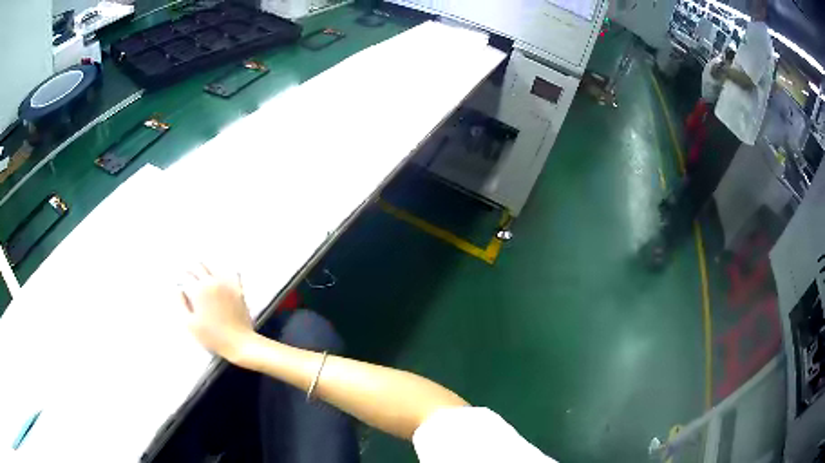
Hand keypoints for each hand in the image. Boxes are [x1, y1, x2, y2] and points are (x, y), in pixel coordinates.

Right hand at [179, 263, 254, 362]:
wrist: (239, 343)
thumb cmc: (212, 336)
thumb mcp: (189, 323)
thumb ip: (181, 304)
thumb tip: (178, 290)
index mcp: (200, 289)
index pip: (188, 274)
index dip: (182, 274)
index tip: (179, 276)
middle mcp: (214, 282)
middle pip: (201, 267)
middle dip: (193, 268)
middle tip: (188, 271)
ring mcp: (228, 285)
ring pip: (215, 268)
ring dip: (207, 268)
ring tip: (202, 270)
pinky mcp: (239, 291)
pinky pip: (233, 275)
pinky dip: (227, 272)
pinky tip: (226, 272)